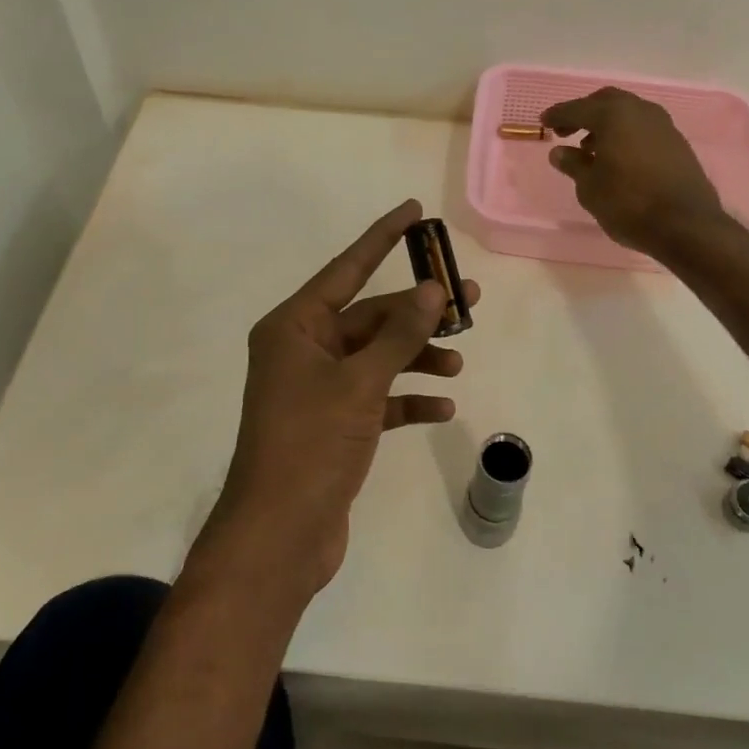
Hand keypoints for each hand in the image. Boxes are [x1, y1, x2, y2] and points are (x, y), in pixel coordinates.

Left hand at [203, 200, 480, 595]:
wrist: (280, 536)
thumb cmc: (311, 445)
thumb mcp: (359, 383)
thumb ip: (399, 334)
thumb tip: (431, 289)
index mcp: (294, 327)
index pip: (347, 269)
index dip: (381, 237)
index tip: (413, 211)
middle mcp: (303, 349)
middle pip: (370, 316)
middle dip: (417, 312)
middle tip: (469, 302)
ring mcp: (318, 388)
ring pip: (377, 356)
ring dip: (417, 356)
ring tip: (457, 361)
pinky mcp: (334, 422)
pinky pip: (377, 396)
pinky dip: (407, 398)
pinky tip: (442, 408)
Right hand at [541, 88, 726, 256]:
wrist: (687, 225)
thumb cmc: (629, 204)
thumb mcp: (590, 188)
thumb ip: (573, 164)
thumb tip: (560, 152)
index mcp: (614, 115)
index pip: (577, 108)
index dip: (558, 115)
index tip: (543, 122)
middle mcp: (640, 111)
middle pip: (606, 102)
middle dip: (584, 113)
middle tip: (566, 131)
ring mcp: (663, 125)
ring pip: (628, 113)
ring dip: (606, 124)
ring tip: (590, 148)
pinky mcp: (677, 143)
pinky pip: (643, 128)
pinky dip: (625, 134)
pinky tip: (618, 158)